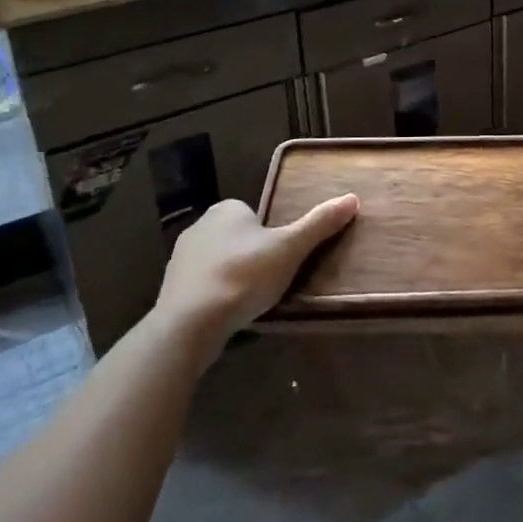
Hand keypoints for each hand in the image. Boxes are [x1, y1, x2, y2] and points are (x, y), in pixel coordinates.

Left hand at [156, 195, 357, 338]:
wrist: (189, 323)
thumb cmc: (244, 276)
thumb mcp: (290, 248)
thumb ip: (319, 224)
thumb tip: (352, 198)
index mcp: (226, 209)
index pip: (255, 214)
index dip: (271, 235)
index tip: (282, 258)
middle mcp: (199, 225)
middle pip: (238, 237)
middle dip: (252, 255)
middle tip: (271, 280)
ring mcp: (180, 258)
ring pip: (219, 261)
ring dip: (233, 276)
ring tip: (250, 300)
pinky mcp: (170, 289)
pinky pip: (202, 286)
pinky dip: (215, 295)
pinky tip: (227, 313)